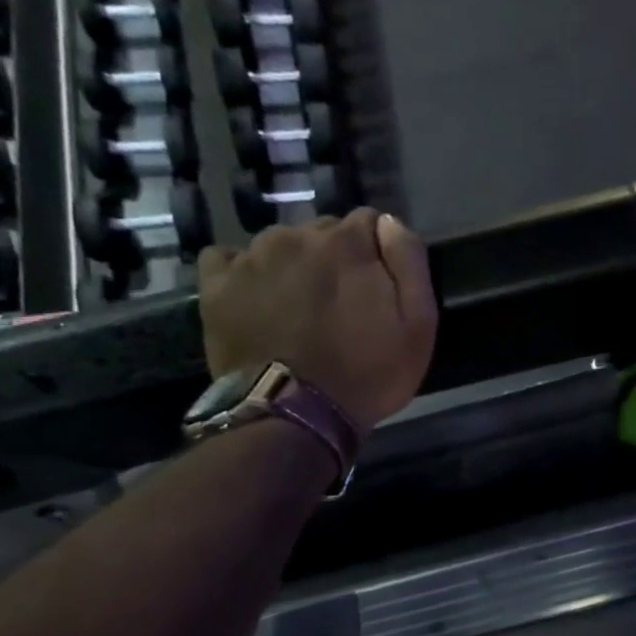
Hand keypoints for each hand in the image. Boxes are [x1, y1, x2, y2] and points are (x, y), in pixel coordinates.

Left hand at [198, 209, 437, 427]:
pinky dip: (245, 272)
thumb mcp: (419, 324)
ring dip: (294, 265)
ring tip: (298, 308)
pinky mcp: (216, 284)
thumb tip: (389, 222)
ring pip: (280, 245)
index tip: (378, 284)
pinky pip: (229, 258)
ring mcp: (251, 258)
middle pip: (323, 232)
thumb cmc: (367, 373)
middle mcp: (296, 236)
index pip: (369, 220)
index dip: (377, 251)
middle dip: (335, 258)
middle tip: (341, 303)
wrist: (293, 414)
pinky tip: (256, 298)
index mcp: (347, 242)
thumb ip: (409, 261)